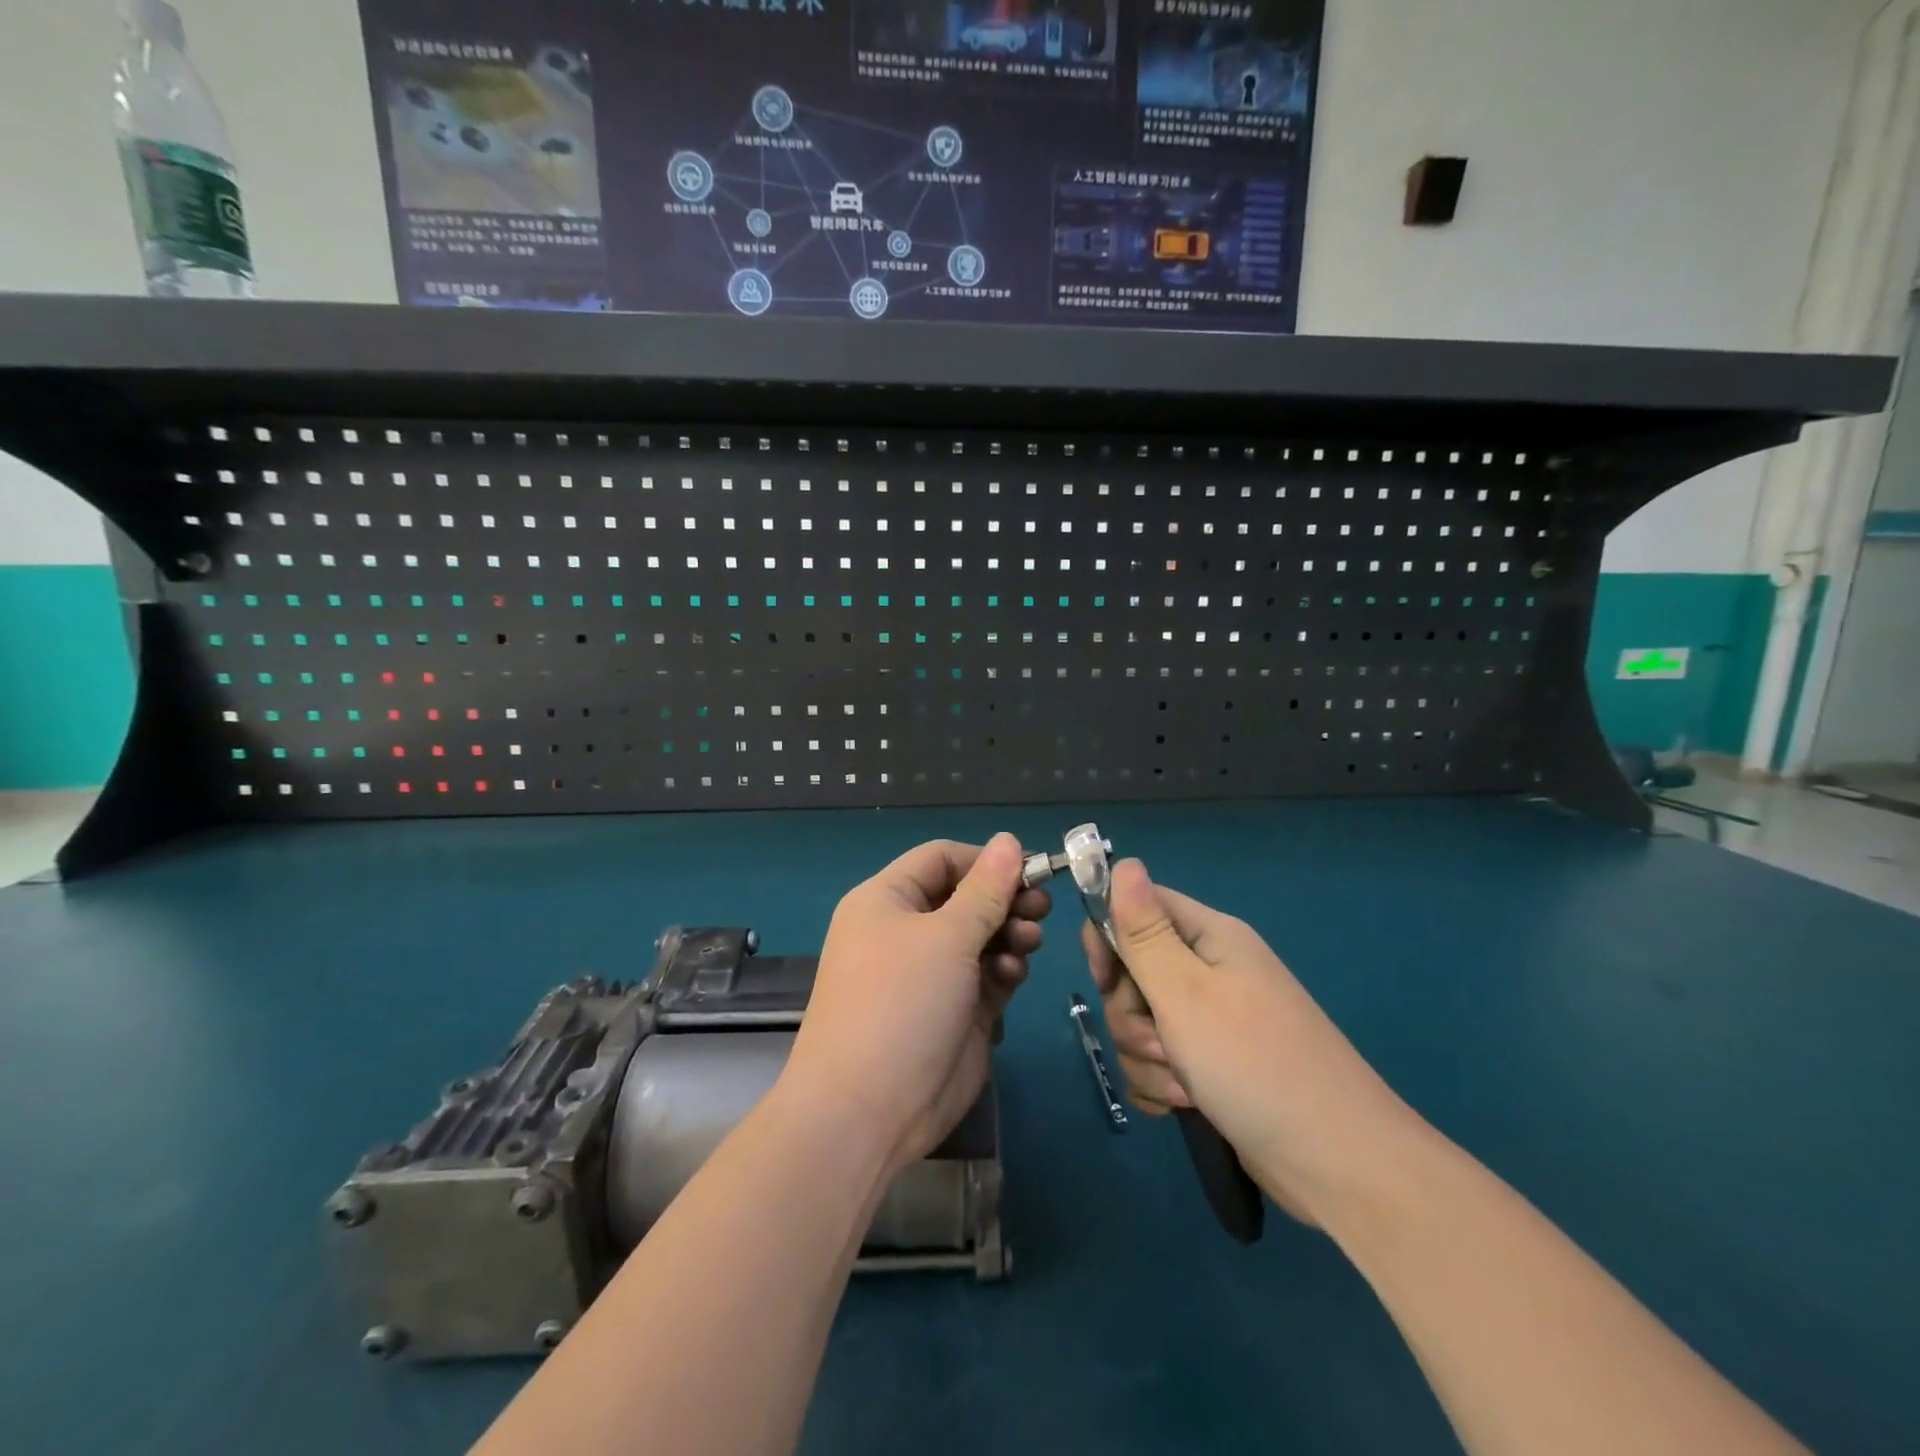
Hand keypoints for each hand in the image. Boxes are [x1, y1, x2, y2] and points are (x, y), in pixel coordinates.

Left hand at [782, 834, 1049, 1173]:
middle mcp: (906, 931)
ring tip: (1029, 942)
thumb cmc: (901, 1003)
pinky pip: (985, 974)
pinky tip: (1011, 976)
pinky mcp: (952, 1009)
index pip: (942, 859)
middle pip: (966, 897)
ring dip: (1009, 934)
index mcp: (887, 900)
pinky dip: (1003, 969)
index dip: (986, 860)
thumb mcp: (947, 937)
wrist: (867, 1112)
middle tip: (1041, 908)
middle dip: (1005, 899)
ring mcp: (929, 973)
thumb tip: (1009, 839)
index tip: (1030, 870)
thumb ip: (986, 890)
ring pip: (981, 936)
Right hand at [1084, 859, 1422, 1224]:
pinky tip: (1180, 1106)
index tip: (1104, 978)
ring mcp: (1213, 1021)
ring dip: (1146, 1057)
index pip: (1138, 907)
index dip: (1109, 937)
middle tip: (1160, 1042)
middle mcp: (1210, 971)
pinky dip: (1160, 1084)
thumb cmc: (1255, 1063)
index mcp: (1209, 937)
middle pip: (1132, 972)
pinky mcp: (1212, 1066)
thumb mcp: (1185, 991)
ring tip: (1182, 1086)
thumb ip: (1144, 931)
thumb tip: (1123, 862)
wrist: (1338, 1163)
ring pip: (1141, 1022)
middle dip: (1130, 1014)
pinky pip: (1157, 1062)